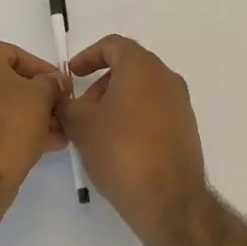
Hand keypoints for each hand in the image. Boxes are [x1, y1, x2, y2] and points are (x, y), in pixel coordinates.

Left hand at [0, 40, 64, 184]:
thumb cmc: (9, 122)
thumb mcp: (41, 96)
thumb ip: (51, 82)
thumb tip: (56, 81)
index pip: (16, 55)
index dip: (44, 72)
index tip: (63, 87)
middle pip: (7, 81)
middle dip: (38, 98)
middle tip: (61, 111)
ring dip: (28, 115)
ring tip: (57, 133)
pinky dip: (10, 128)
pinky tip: (41, 143)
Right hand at [58, 35, 208, 243]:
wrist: (168, 200)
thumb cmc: (120, 151)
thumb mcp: (80, 125)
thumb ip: (65, 102)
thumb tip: (59, 94)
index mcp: (142, 67)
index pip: (113, 45)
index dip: (88, 56)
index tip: (72, 75)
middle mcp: (166, 78)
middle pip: (129, 67)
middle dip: (101, 83)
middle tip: (81, 109)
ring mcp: (181, 104)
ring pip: (142, 90)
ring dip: (116, 102)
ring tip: (96, 131)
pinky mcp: (186, 129)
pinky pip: (155, 111)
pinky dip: (134, 117)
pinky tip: (118, 146)